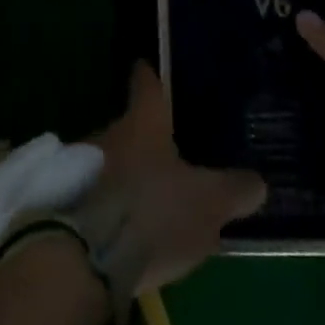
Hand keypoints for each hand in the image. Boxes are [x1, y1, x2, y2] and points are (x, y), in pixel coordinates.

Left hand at [91, 63, 266, 293]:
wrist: (83, 256)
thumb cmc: (152, 212)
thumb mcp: (207, 204)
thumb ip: (234, 191)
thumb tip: (257, 182)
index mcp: (143, 122)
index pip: (147, 86)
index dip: (151, 77)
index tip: (149, 68)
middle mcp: (109, 132)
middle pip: (130, 127)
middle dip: (146, 141)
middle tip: (168, 155)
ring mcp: (83, 165)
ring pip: (112, 161)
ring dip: (127, 175)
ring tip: (149, 199)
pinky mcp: (68, 202)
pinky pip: (96, 193)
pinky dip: (112, 204)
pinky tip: (126, 228)